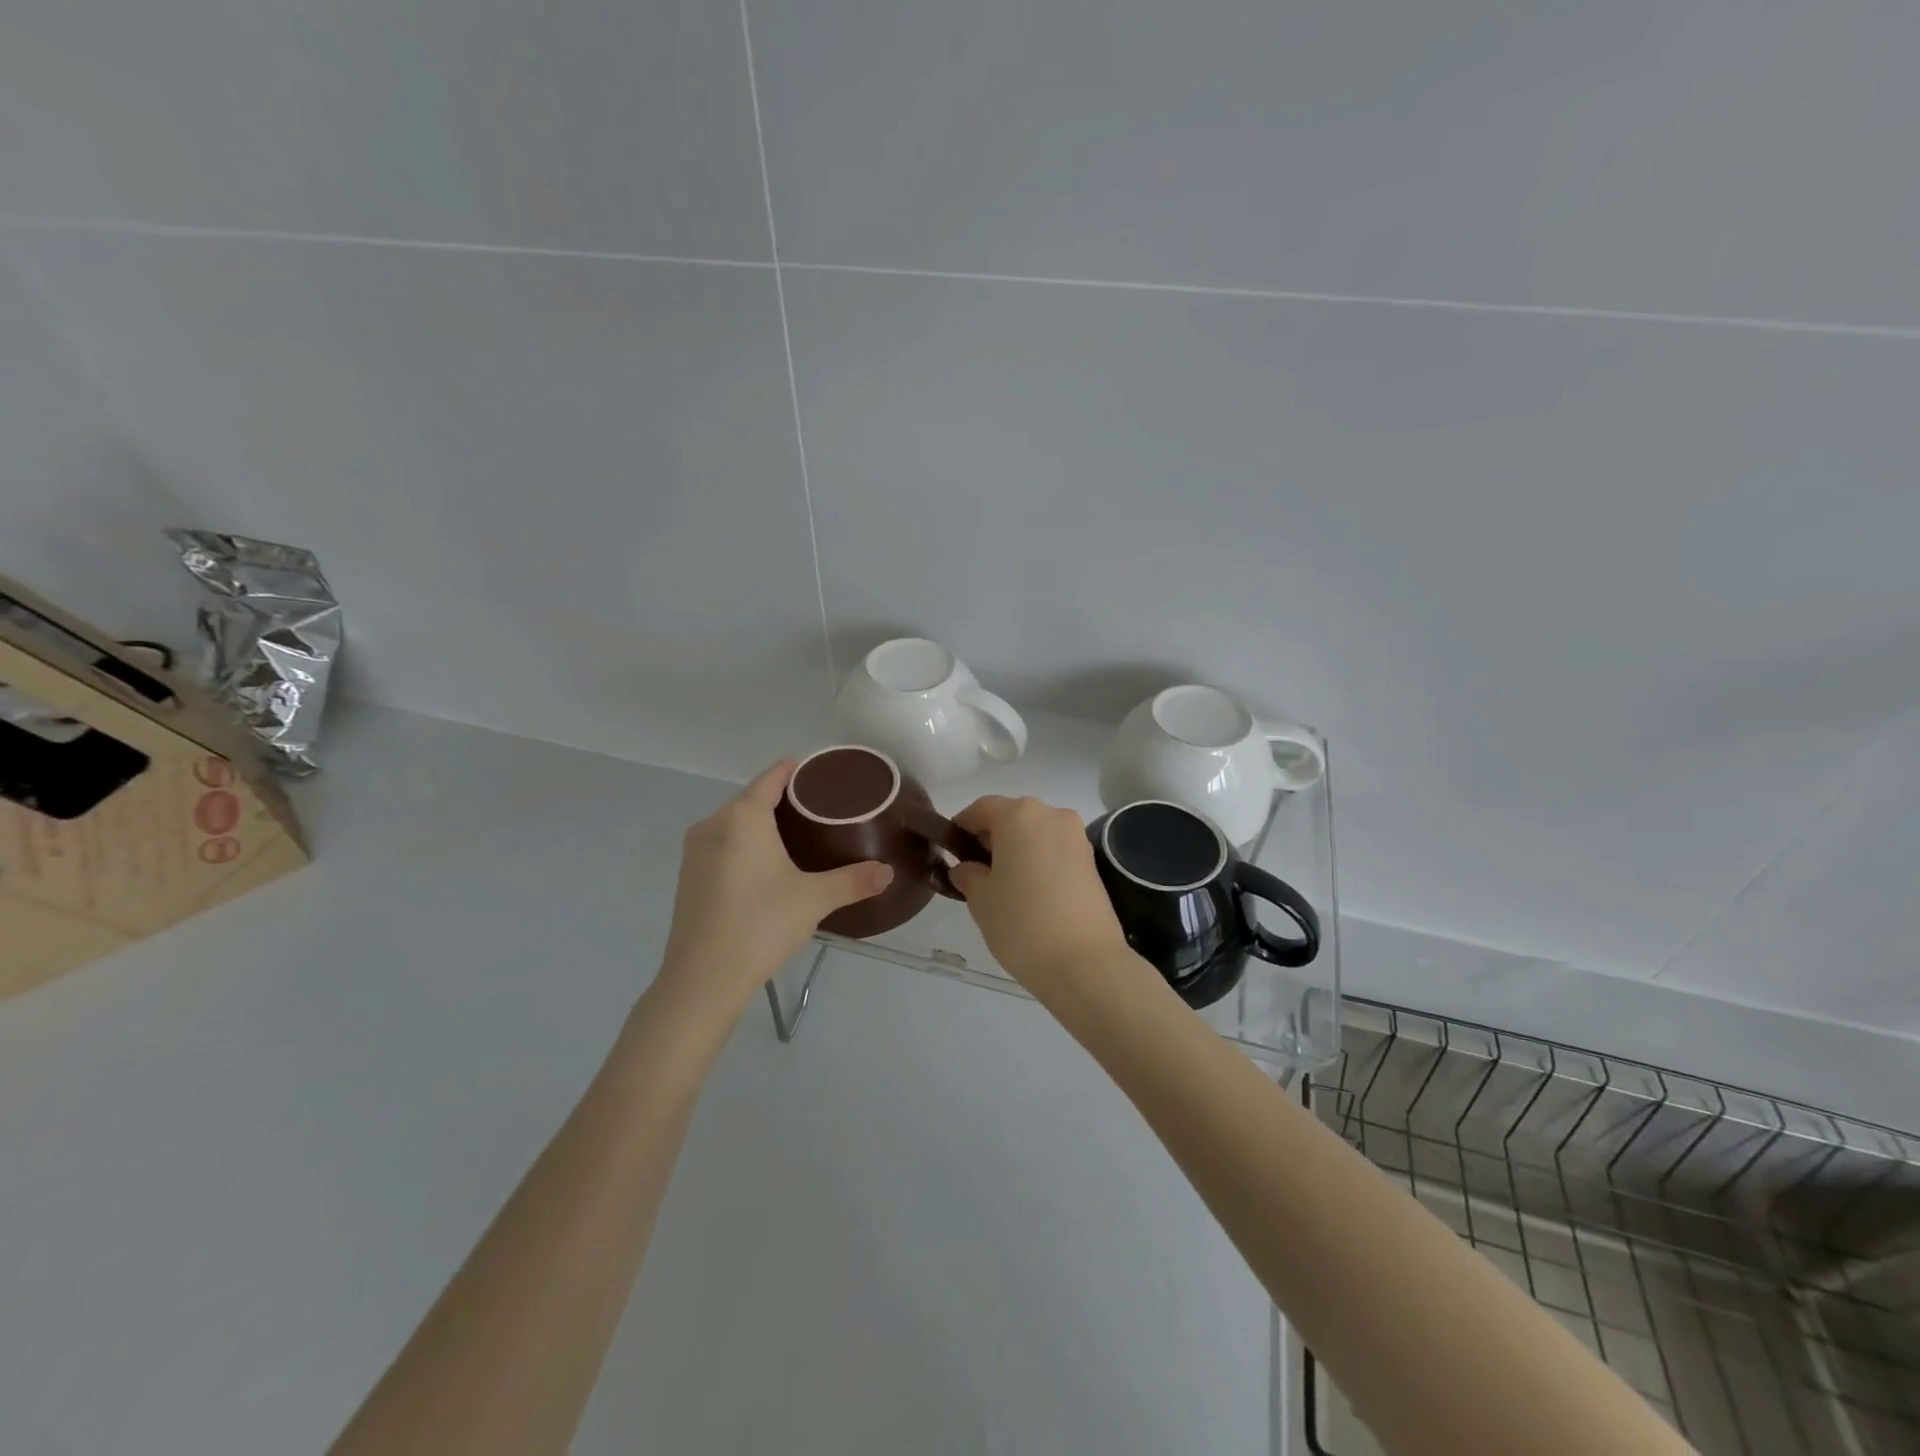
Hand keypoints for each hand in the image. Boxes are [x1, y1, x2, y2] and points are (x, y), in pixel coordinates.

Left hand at [657, 761, 892, 1015]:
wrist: (703, 978)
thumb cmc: (761, 924)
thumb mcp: (814, 899)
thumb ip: (853, 881)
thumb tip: (888, 872)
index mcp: (743, 817)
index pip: (771, 778)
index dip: (795, 770)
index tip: (818, 771)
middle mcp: (713, 824)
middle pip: (751, 799)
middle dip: (782, 799)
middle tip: (819, 808)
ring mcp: (694, 852)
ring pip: (734, 824)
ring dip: (761, 824)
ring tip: (797, 835)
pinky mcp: (687, 877)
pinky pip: (722, 845)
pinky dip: (744, 845)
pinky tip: (765, 865)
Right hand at [948, 796, 1130, 996]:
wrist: (1085, 964)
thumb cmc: (1022, 924)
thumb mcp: (980, 899)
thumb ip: (968, 874)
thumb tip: (967, 868)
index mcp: (1019, 815)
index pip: (981, 809)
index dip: (962, 826)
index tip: (951, 850)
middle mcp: (1052, 815)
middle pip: (1012, 816)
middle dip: (992, 838)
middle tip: (976, 871)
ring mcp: (1077, 837)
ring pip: (1036, 833)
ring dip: (1018, 849)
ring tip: (1005, 886)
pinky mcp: (1092, 861)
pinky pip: (1055, 850)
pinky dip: (1039, 861)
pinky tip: (1031, 892)